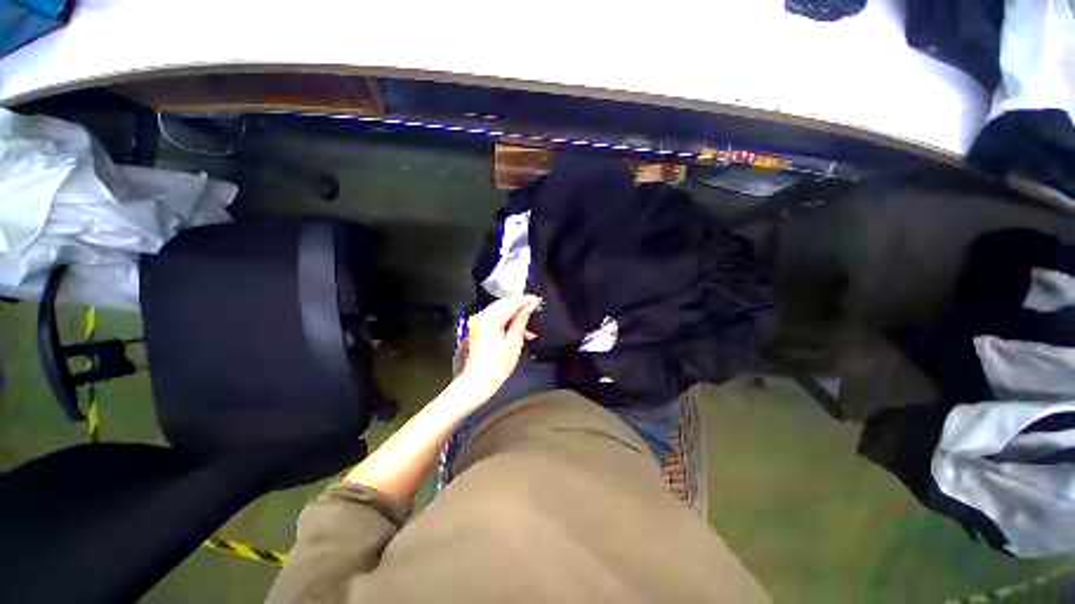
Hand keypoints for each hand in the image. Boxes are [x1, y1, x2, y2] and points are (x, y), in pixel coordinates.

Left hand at [457, 295, 541, 402]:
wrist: (478, 381)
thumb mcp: (514, 343)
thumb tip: (530, 308)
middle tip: (535, 309)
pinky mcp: (477, 326)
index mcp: (490, 319)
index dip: (526, 300)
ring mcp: (478, 320)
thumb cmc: (496, 366)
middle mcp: (481, 316)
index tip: (538, 300)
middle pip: (504, 303)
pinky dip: (506, 320)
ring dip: (514, 314)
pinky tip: (517, 330)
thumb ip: (522, 321)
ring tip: (529, 327)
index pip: (511, 302)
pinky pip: (494, 316)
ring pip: (500, 309)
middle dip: (520, 305)